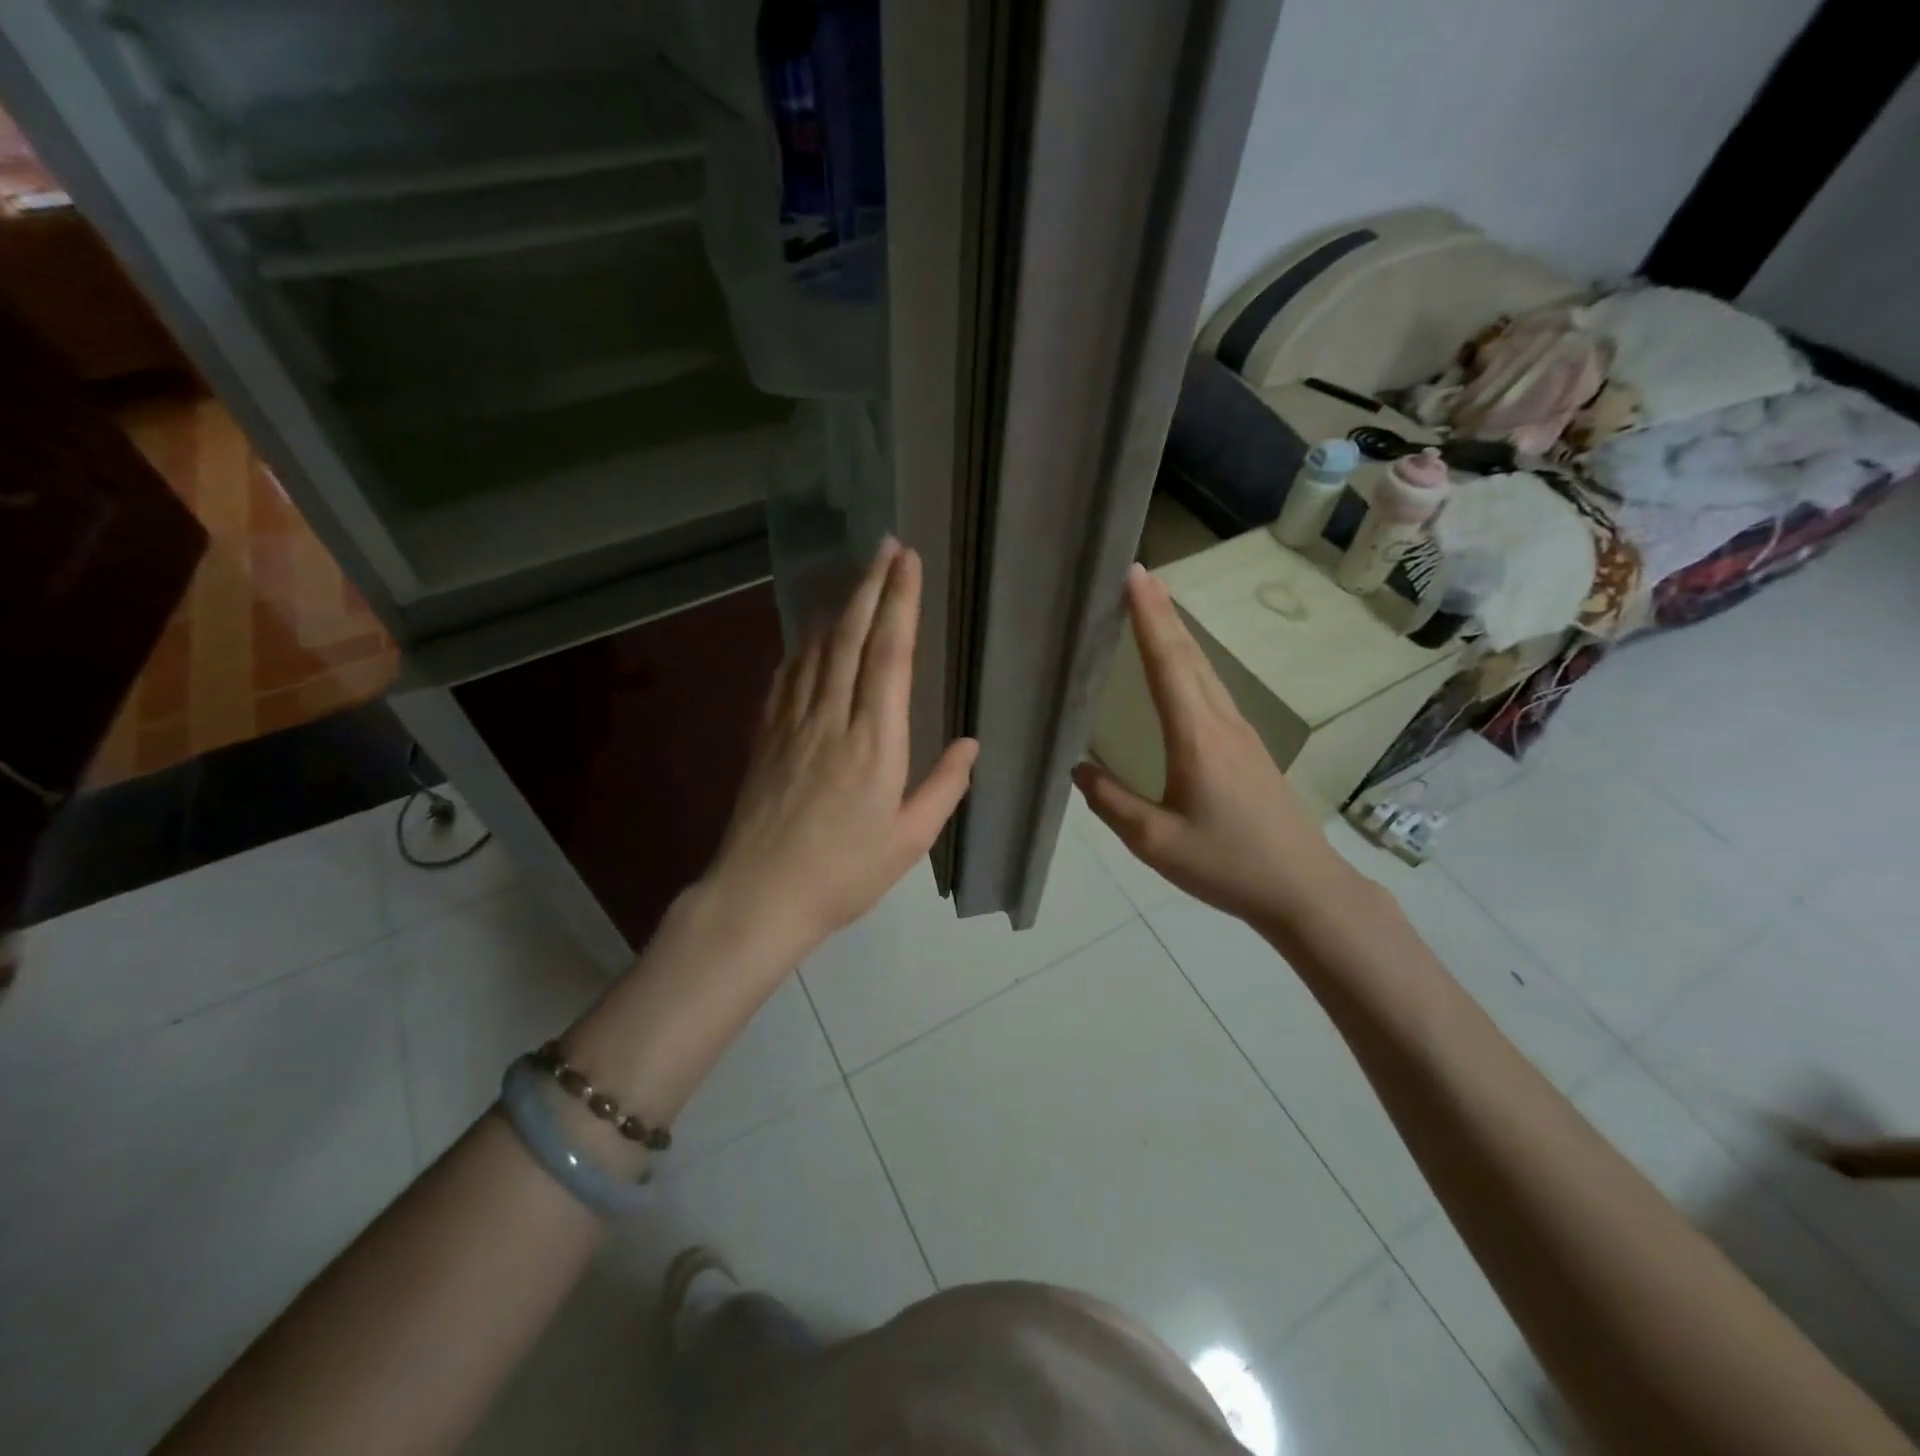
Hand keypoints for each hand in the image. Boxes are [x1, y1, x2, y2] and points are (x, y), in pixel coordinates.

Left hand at [703, 538, 978, 958]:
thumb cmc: (844, 873)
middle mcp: (832, 719)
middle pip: (850, 637)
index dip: (899, 603)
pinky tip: (810, 635)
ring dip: (838, 607)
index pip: (889, 655)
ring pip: (816, 649)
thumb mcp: (909, 840)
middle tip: (885, 546)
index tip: (907, 562)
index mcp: (875, 743)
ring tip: (856, 579)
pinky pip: (787, 676)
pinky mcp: (767, 736)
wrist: (759, 896)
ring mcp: (793, 724)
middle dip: (870, 586)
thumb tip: (971, 743)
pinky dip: (803, 645)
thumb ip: (944, 787)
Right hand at [1072, 563, 1355, 929]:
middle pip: (1190, 655)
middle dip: (1163, 612)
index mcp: (1197, 737)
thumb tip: (1077, 768)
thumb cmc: (1227, 864)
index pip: (1169, 663)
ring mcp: (1242, 734)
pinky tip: (1183, 670)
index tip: (1135, 575)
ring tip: (1156, 608)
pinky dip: (1192, 664)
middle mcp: (1222, 723)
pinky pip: (1214, 691)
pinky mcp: (1249, 749)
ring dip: (1179, 635)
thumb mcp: (1155, 841)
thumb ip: (1111, 802)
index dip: (1149, 617)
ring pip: (1206, 670)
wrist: (1304, 889)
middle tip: (1139, 576)